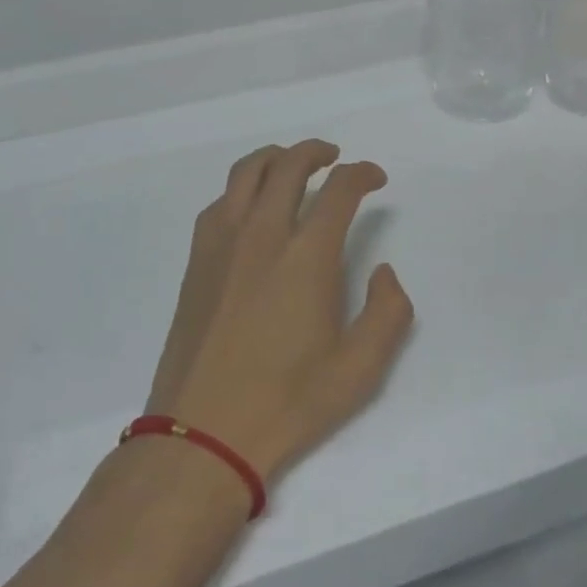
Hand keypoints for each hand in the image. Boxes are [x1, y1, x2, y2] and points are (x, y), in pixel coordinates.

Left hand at [145, 140, 414, 482]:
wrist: (202, 434)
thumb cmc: (287, 403)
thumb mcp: (360, 370)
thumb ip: (388, 312)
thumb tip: (384, 271)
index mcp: (307, 256)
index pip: (339, 190)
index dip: (362, 174)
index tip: (375, 178)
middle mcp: (263, 234)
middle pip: (289, 165)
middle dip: (317, 152)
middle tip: (335, 159)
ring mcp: (223, 242)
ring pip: (247, 172)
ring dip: (276, 157)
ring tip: (293, 165)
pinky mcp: (197, 259)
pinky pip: (221, 200)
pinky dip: (243, 188)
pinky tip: (253, 207)